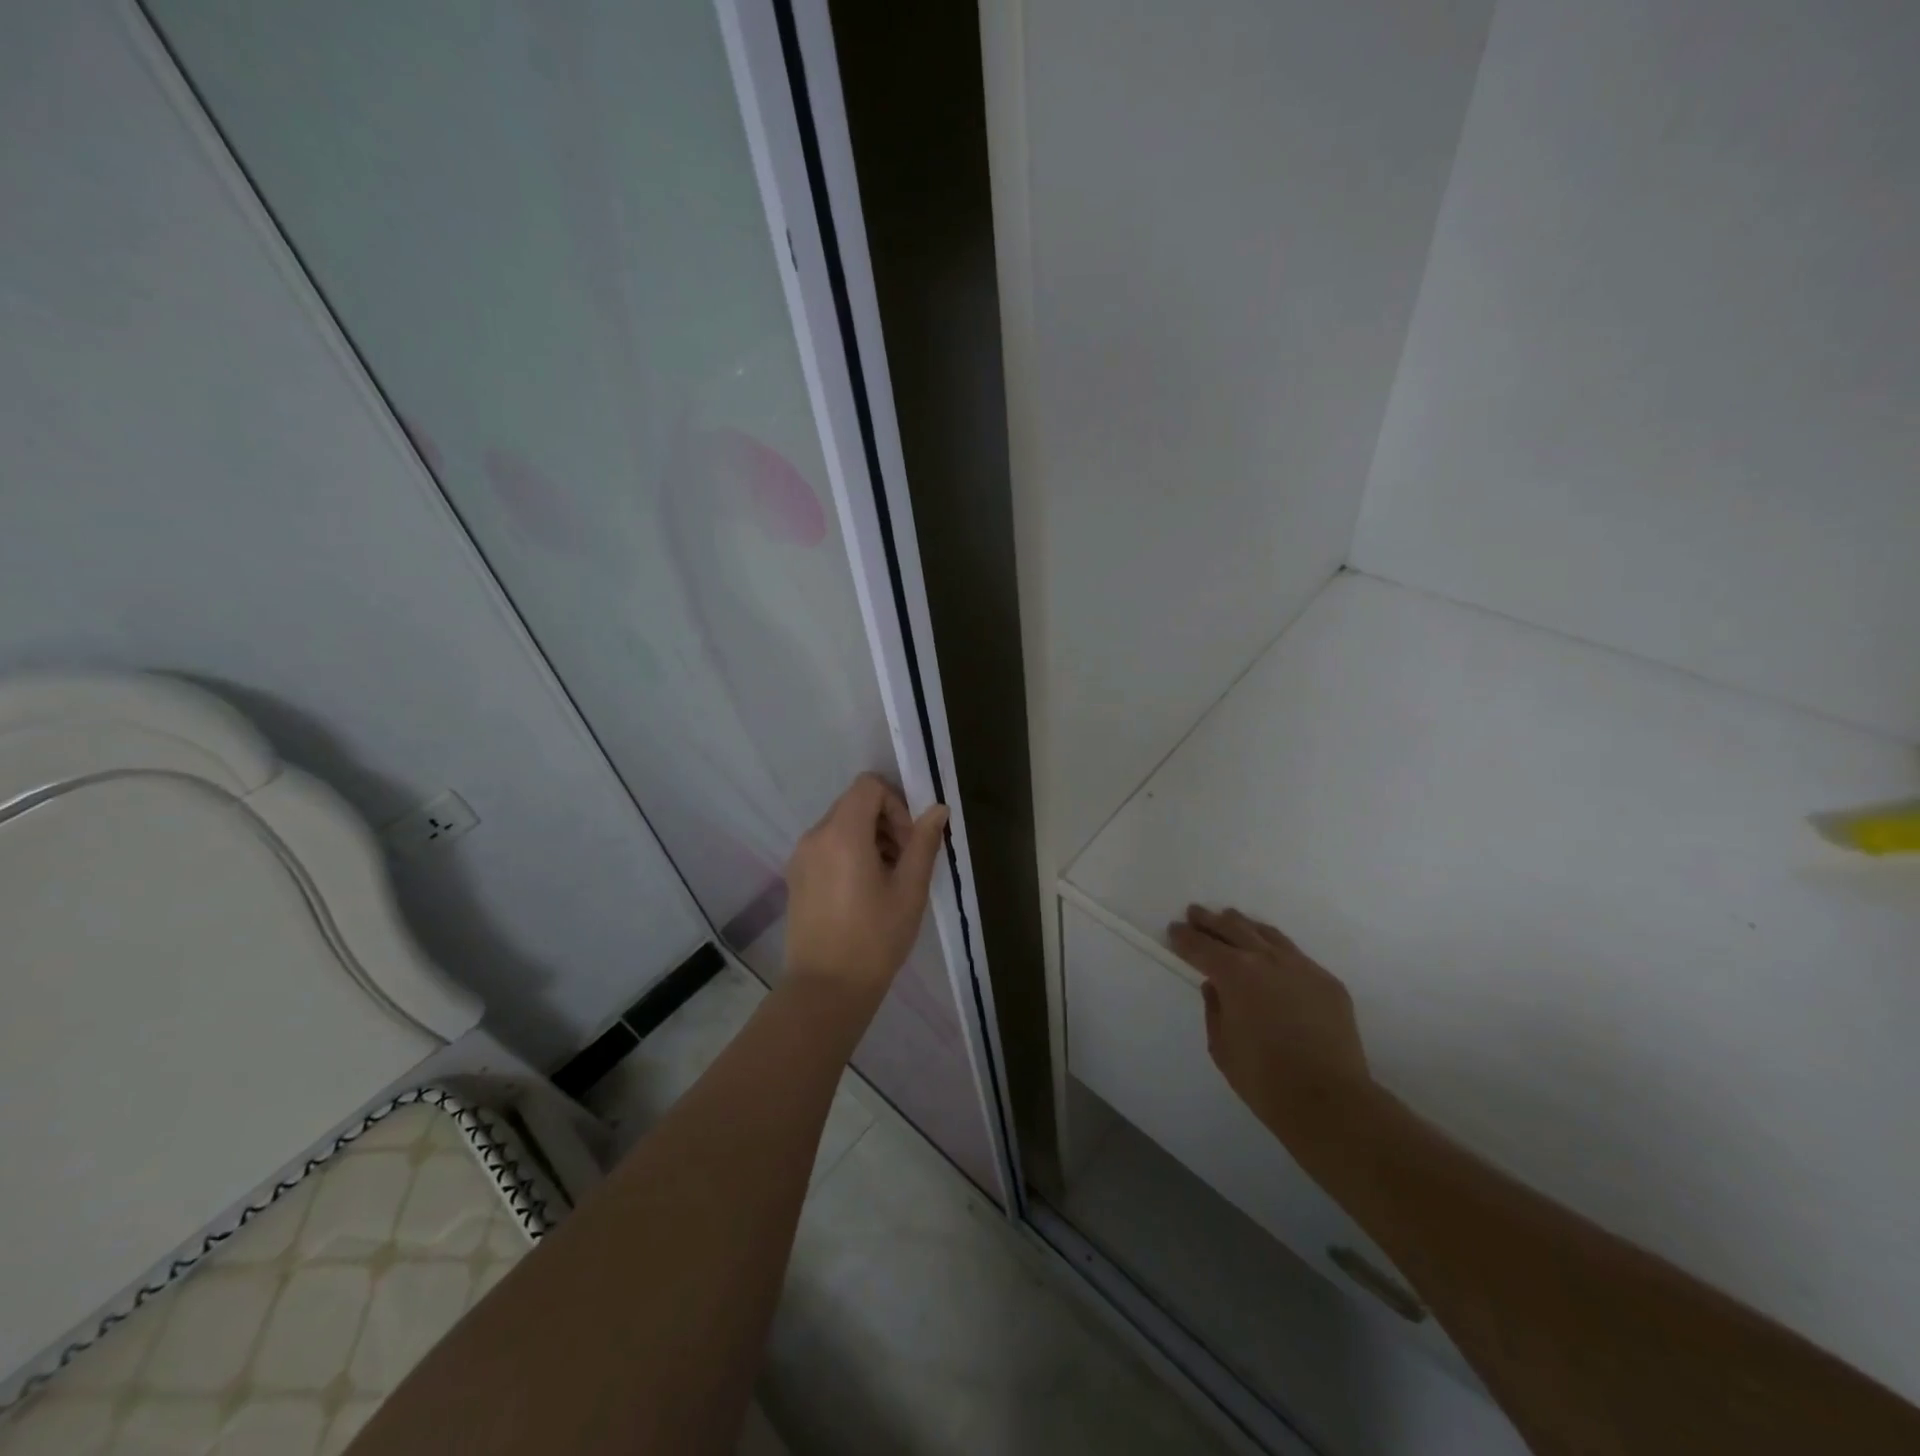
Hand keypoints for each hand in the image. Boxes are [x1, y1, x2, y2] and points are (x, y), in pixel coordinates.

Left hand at [784, 773, 948, 1000]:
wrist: (825, 989)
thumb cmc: (875, 938)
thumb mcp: (909, 889)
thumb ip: (924, 843)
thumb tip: (938, 809)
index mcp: (842, 833)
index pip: (869, 786)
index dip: (896, 804)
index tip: (909, 841)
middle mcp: (815, 836)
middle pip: (854, 803)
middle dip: (885, 822)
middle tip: (904, 862)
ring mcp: (800, 857)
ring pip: (840, 825)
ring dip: (869, 838)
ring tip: (887, 880)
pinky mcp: (795, 877)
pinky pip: (827, 846)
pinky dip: (849, 853)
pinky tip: (863, 892)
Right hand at [1169, 906, 1373, 1152]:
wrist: (1330, 1100)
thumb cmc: (1263, 1078)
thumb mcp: (1221, 1046)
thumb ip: (1214, 1009)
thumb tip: (1215, 987)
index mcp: (1234, 974)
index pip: (1201, 946)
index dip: (1185, 937)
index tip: (1175, 928)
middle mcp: (1266, 960)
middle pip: (1233, 929)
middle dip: (1211, 921)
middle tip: (1196, 912)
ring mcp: (1301, 967)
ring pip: (1267, 934)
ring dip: (1244, 925)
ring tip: (1232, 919)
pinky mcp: (1327, 982)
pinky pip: (1295, 955)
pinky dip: (1275, 948)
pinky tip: (1271, 953)